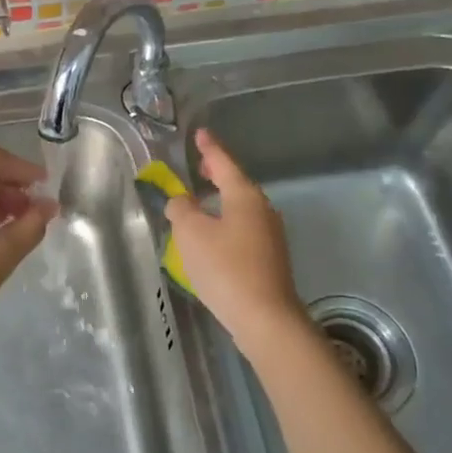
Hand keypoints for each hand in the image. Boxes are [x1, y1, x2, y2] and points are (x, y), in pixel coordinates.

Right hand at [164, 129, 310, 355]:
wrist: (265, 318)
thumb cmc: (225, 268)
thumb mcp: (191, 234)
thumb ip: (181, 210)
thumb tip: (182, 201)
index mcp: (245, 196)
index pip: (224, 163)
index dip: (210, 148)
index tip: (201, 134)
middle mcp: (263, 210)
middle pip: (237, 184)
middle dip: (217, 173)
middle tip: (200, 166)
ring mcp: (270, 235)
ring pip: (242, 207)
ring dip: (222, 199)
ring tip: (202, 199)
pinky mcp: (270, 258)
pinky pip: (244, 228)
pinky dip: (227, 221)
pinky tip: (215, 234)